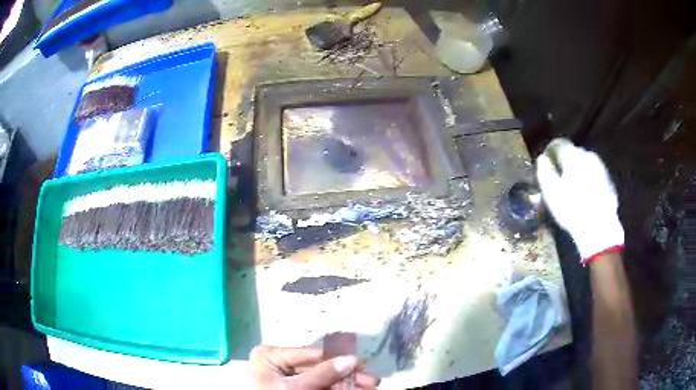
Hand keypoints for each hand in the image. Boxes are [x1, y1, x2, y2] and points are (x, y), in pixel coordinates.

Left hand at [249, 345, 378, 388]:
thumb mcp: (294, 387)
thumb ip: (322, 374)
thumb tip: (352, 359)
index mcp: (271, 355)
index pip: (311, 355)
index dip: (338, 359)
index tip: (362, 364)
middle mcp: (278, 363)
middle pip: (319, 368)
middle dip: (346, 376)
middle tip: (371, 381)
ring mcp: (285, 378)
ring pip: (321, 380)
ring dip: (344, 384)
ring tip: (367, 387)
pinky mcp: (292, 388)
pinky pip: (317, 387)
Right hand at [536, 138, 623, 262]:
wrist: (598, 228)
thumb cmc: (571, 209)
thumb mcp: (551, 193)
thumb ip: (545, 172)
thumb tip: (542, 158)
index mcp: (573, 156)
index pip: (559, 145)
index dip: (551, 153)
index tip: (547, 164)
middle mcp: (588, 156)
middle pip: (574, 154)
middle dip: (566, 163)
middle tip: (560, 180)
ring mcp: (601, 168)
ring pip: (586, 164)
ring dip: (579, 172)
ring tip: (573, 189)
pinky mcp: (608, 182)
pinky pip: (595, 175)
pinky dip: (589, 181)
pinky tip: (585, 196)